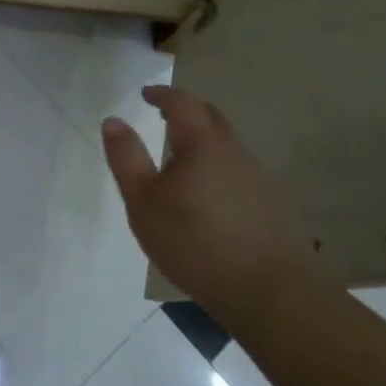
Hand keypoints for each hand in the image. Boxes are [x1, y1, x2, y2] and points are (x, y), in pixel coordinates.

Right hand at [101, 86, 316, 328]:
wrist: (269, 292)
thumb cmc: (194, 242)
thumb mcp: (143, 201)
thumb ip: (126, 158)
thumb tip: (113, 121)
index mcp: (202, 144)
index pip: (182, 103)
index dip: (162, 94)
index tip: (146, 93)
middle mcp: (234, 151)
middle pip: (211, 118)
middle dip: (186, 111)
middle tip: (163, 116)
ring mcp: (258, 177)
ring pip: (227, 145)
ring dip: (203, 140)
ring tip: (180, 158)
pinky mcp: (271, 204)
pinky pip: (238, 170)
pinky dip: (217, 166)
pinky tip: (207, 193)